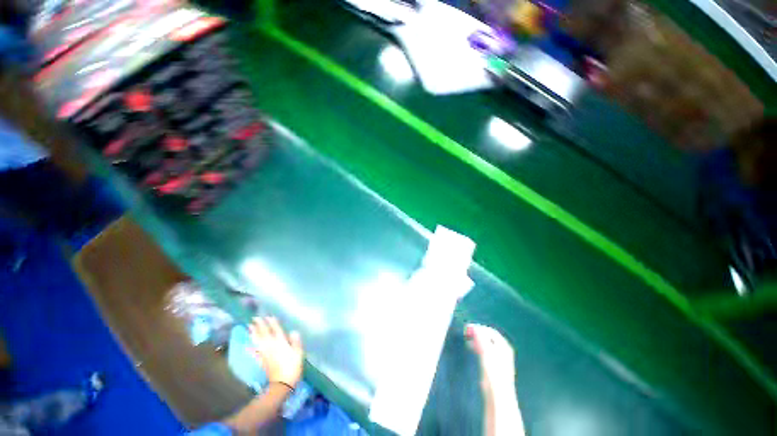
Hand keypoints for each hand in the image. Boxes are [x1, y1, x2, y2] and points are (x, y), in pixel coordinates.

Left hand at [249, 317, 303, 387]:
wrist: (281, 384)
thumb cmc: (292, 367)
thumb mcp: (298, 353)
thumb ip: (296, 341)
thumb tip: (293, 331)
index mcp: (281, 342)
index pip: (276, 329)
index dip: (272, 322)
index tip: (268, 316)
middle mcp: (271, 346)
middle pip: (264, 333)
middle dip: (260, 325)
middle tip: (255, 318)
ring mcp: (265, 353)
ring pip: (257, 340)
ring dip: (253, 333)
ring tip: (249, 326)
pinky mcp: (261, 360)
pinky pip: (255, 352)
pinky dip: (250, 348)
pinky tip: (247, 345)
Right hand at [465, 324, 515, 393]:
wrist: (497, 394)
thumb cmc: (493, 372)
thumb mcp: (486, 352)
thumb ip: (481, 338)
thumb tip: (475, 327)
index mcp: (504, 346)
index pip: (491, 331)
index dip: (479, 328)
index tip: (468, 327)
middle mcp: (503, 350)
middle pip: (489, 336)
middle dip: (477, 333)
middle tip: (466, 331)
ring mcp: (498, 357)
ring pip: (486, 343)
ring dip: (476, 339)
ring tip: (467, 338)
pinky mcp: (493, 365)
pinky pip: (485, 350)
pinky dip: (477, 346)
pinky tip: (471, 347)